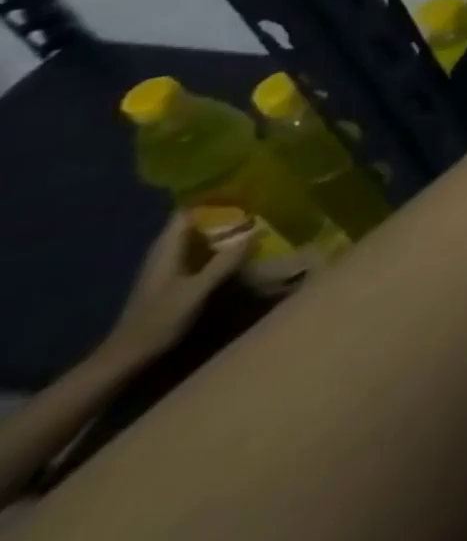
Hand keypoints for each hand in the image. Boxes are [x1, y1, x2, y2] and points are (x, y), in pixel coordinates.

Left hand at [102, 212, 250, 367]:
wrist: (123, 361)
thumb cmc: (158, 321)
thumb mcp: (197, 291)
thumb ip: (225, 262)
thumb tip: (258, 232)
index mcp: (166, 250)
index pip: (186, 212)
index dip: (212, 199)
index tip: (242, 191)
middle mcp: (163, 254)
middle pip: (193, 224)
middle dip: (223, 214)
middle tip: (257, 207)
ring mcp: (165, 269)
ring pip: (195, 239)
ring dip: (220, 232)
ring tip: (252, 225)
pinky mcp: (169, 282)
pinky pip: (196, 254)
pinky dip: (215, 248)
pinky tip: (234, 252)